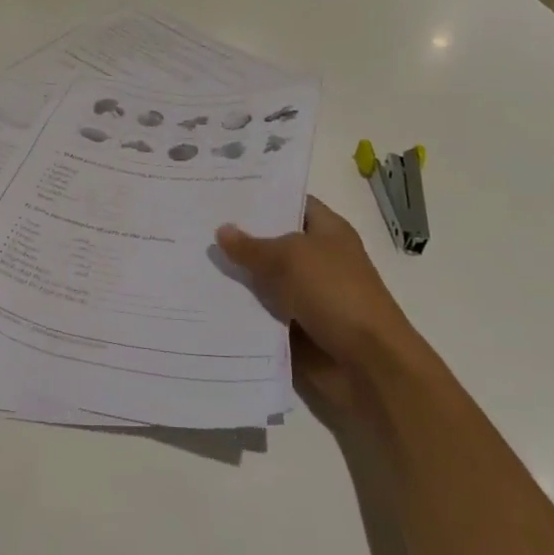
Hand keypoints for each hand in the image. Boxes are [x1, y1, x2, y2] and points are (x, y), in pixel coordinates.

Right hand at [216, 197, 420, 417]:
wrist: (366, 364)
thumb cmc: (335, 294)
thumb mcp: (290, 259)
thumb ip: (252, 246)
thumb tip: (222, 230)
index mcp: (327, 232)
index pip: (292, 203)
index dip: (261, 196)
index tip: (222, 190)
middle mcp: (315, 260)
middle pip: (270, 242)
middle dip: (237, 236)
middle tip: (194, 223)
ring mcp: (303, 295)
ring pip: (260, 279)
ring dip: (231, 276)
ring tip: (186, 259)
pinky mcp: (291, 327)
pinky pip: (258, 312)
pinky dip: (236, 309)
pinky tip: (201, 298)